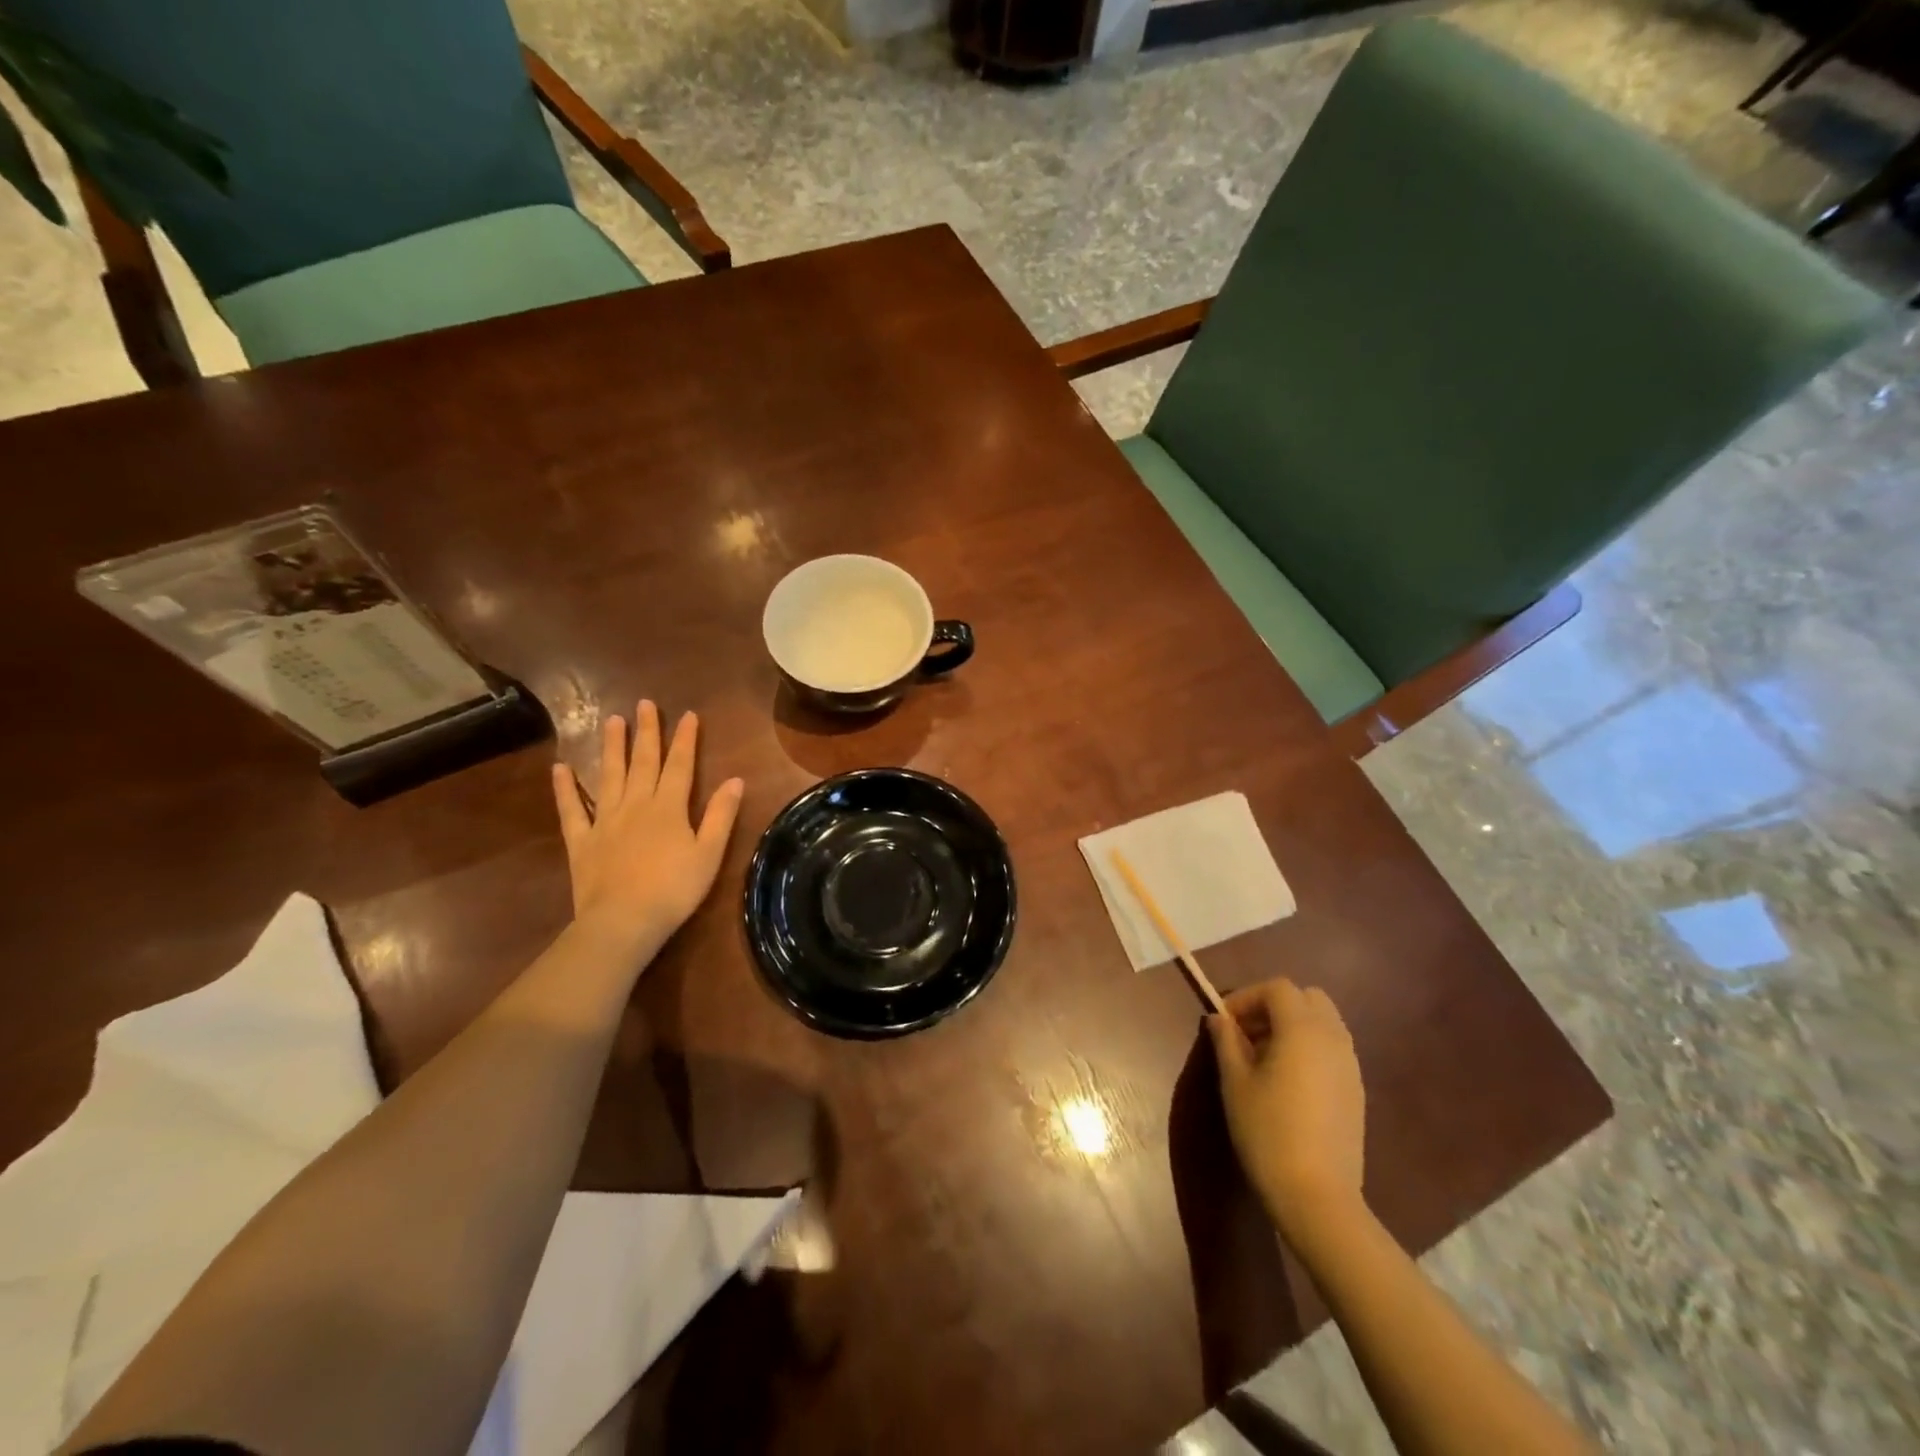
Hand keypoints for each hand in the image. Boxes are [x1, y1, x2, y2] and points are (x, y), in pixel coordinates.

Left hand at [551, 700, 744, 952]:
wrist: (623, 921)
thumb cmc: (674, 889)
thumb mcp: (710, 854)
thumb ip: (721, 815)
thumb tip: (736, 780)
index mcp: (669, 808)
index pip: (680, 766)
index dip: (685, 739)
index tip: (688, 715)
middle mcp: (636, 805)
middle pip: (643, 762)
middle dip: (647, 732)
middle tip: (645, 704)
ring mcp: (605, 820)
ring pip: (609, 776)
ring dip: (612, 747)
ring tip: (612, 720)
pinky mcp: (581, 840)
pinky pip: (572, 809)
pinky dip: (565, 788)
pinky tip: (560, 768)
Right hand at [1208, 978, 1366, 1243]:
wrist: (1318, 1197)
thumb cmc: (1268, 1132)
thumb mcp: (1235, 1083)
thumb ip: (1226, 1041)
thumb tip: (1219, 1018)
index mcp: (1302, 1030)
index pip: (1278, 988)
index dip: (1247, 996)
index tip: (1225, 1022)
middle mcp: (1333, 1038)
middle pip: (1307, 998)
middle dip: (1274, 1005)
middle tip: (1247, 1033)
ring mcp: (1350, 1065)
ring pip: (1324, 1022)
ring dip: (1293, 1025)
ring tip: (1264, 1057)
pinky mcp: (1357, 1090)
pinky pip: (1333, 1048)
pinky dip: (1309, 1048)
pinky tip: (1288, 1082)